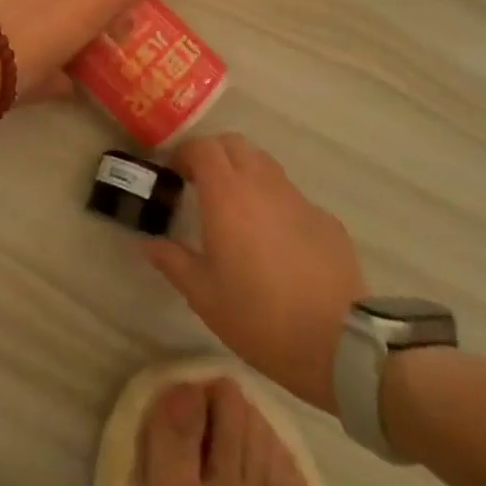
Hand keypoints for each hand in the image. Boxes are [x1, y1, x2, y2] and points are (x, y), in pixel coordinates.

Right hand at [144, 134, 366, 413]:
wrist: (339, 341)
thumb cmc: (258, 316)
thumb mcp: (203, 295)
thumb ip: (172, 260)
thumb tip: (147, 242)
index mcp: (227, 194)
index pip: (203, 147)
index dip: (185, 154)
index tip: (174, 175)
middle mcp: (262, 184)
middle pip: (234, 144)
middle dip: (213, 154)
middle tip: (200, 183)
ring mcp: (297, 198)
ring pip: (264, 164)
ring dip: (244, 172)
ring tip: (235, 208)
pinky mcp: (324, 218)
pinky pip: (290, 195)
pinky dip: (273, 201)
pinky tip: (273, 239)